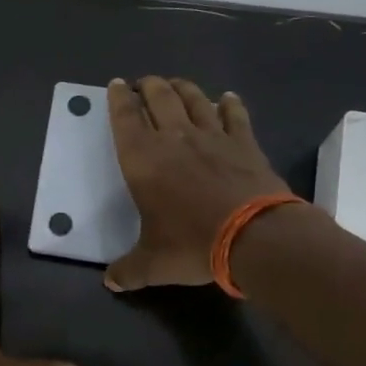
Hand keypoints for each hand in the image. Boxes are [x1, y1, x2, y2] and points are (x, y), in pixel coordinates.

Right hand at [105, 77, 292, 290]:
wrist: (254, 236)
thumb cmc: (192, 244)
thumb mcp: (153, 264)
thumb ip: (129, 270)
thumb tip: (111, 282)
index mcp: (142, 160)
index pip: (124, 118)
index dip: (118, 99)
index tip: (116, 85)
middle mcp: (174, 138)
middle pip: (158, 98)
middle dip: (148, 86)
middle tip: (144, 83)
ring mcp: (212, 136)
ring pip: (193, 99)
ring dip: (182, 88)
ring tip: (175, 84)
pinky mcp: (244, 143)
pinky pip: (234, 115)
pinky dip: (228, 104)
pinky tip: (227, 99)